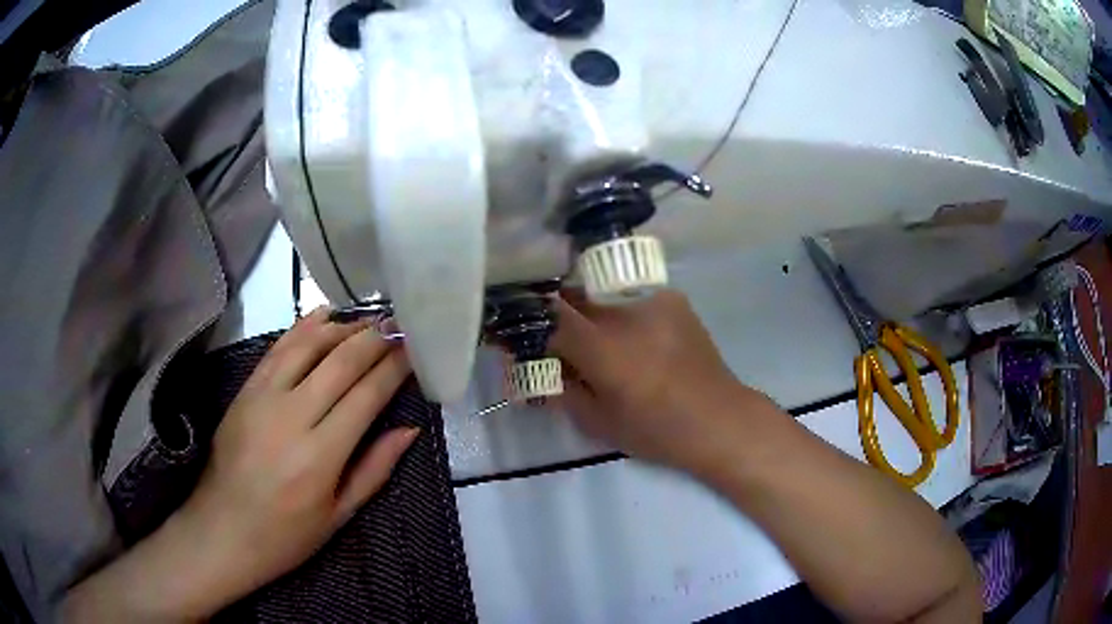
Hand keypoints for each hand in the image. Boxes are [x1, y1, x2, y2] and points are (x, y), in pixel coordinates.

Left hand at [70, 308, 420, 620]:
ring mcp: (263, 397)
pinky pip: (278, 348)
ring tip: (369, 319)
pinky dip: (304, 327)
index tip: (415, 349)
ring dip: (343, 326)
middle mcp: (292, 416)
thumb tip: (409, 430)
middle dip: (375, 338)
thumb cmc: (286, 535)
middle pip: (340, 362)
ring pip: (308, 345)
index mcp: (321, 456)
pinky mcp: (244, 390)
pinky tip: (324, 317)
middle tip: (401, 324)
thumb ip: (375, 469)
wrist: (222, 530)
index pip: (366, 395)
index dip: (394, 368)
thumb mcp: (339, 516)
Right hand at [550, 290, 780, 474]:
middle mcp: (624, 313)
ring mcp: (651, 300)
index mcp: (603, 347)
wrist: (719, 418)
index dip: (528, 322)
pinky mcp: (672, 299)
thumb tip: (529, 368)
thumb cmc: (656, 430)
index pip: (548, 316)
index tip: (520, 335)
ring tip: (599, 340)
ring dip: (589, 312)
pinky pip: (630, 298)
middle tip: (560, 340)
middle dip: (558, 315)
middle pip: (573, 297)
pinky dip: (620, 312)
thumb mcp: (597, 422)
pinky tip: (633, 336)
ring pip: (602, 294)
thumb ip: (559, 389)